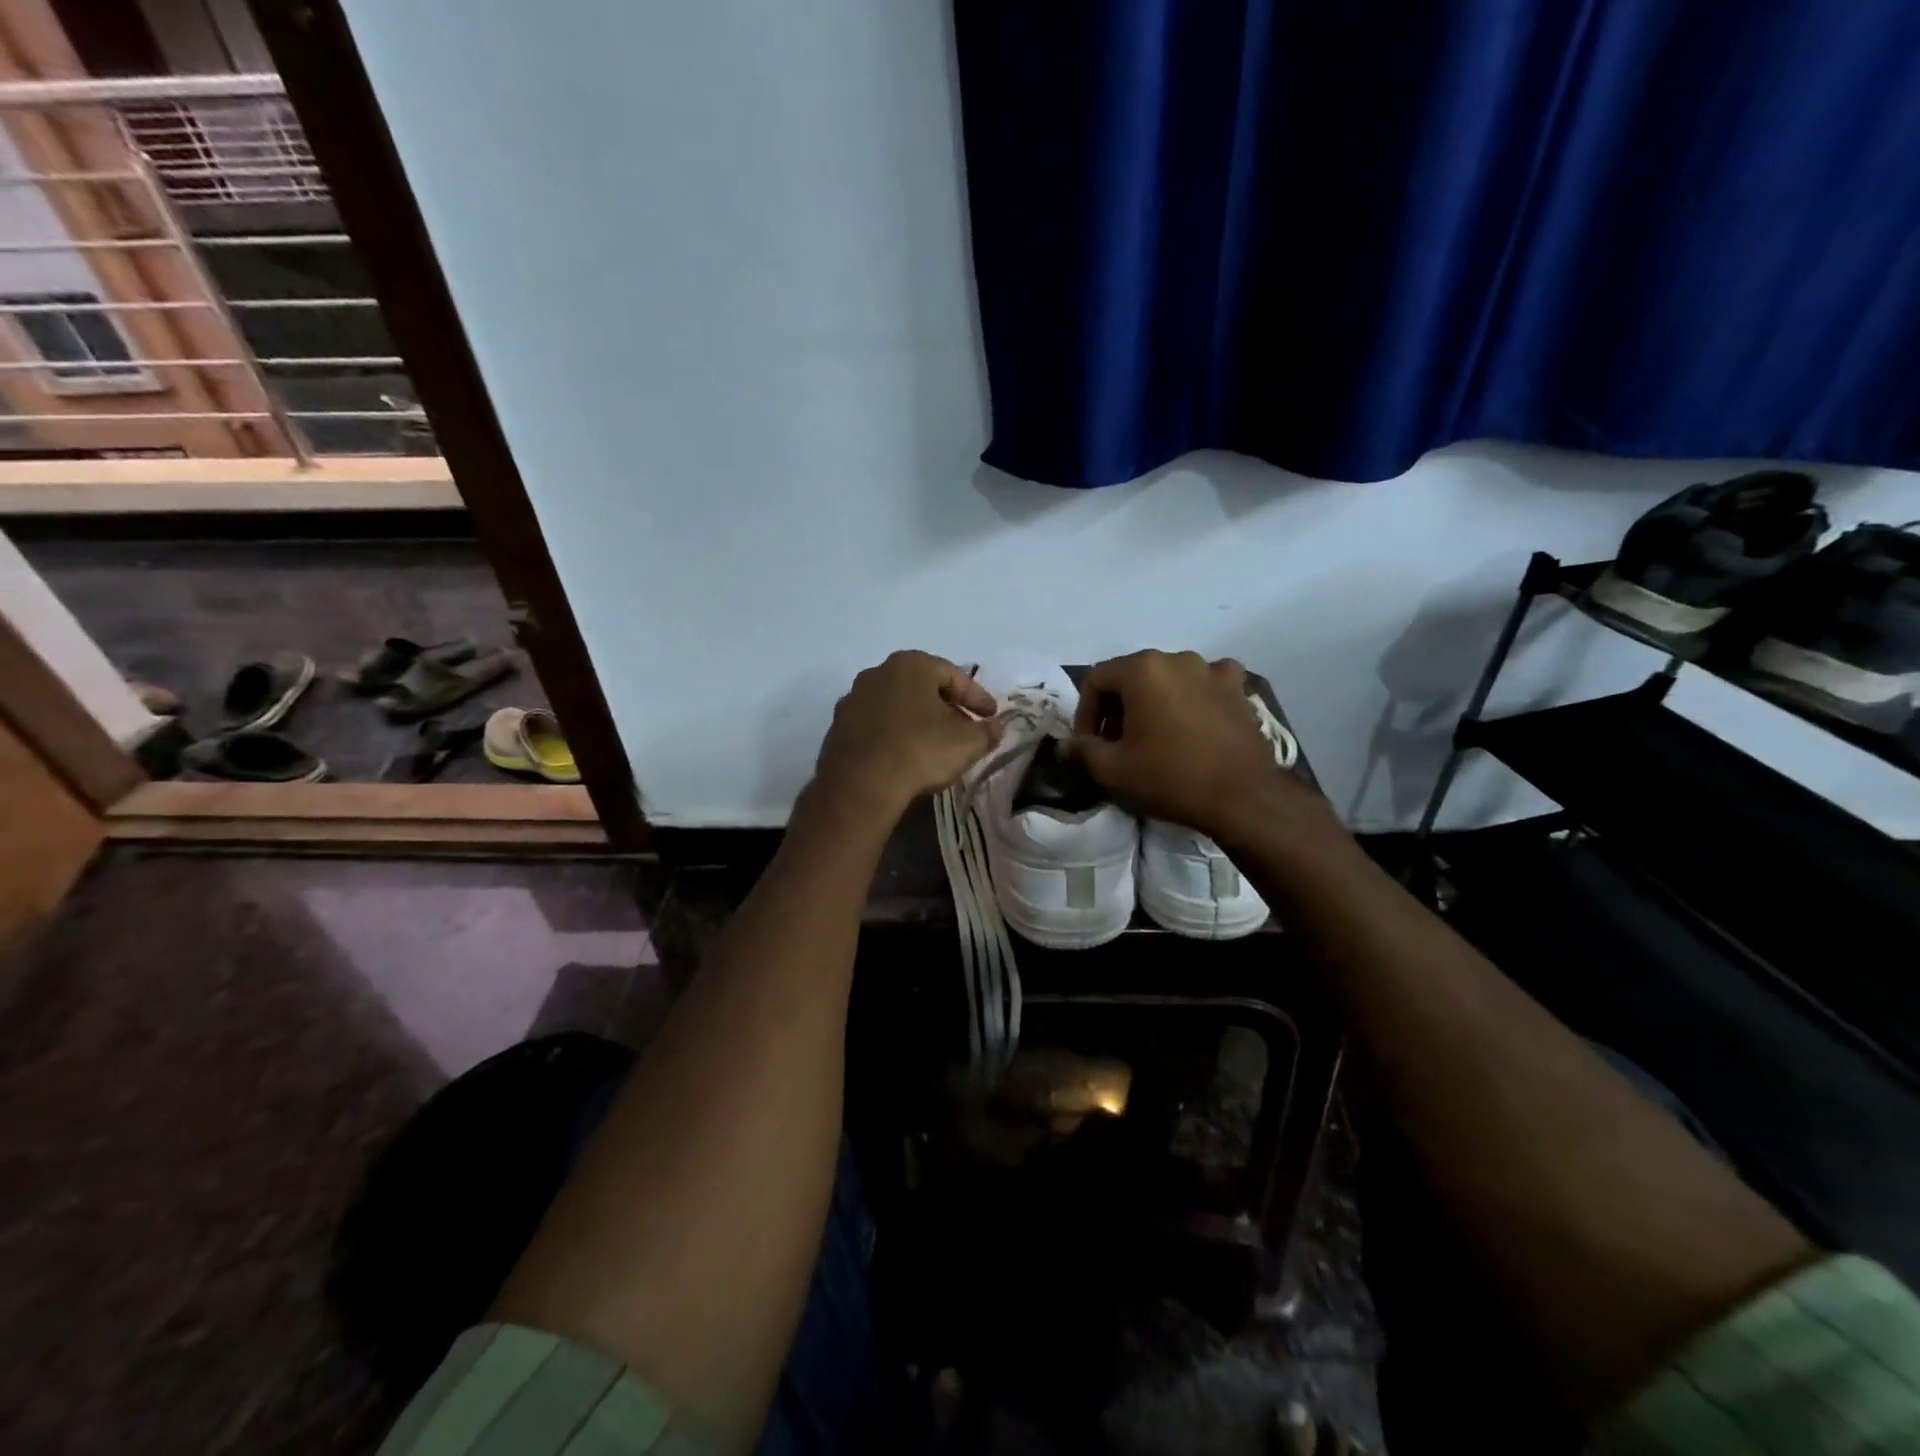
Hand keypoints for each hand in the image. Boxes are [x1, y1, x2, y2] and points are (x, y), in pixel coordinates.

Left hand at [812, 651, 1000, 822]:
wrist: (859, 785)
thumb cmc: (919, 751)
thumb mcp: (967, 743)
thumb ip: (987, 732)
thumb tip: (997, 727)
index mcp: (910, 665)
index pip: (954, 675)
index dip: (977, 697)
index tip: (991, 716)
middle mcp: (877, 673)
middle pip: (922, 687)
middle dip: (946, 707)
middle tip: (965, 728)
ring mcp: (853, 700)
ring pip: (897, 706)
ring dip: (918, 721)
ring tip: (936, 745)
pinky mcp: (838, 728)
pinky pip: (876, 726)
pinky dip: (894, 735)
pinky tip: (905, 757)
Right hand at [1069, 650, 1304, 841]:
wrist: (1242, 797)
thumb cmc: (1169, 777)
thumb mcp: (1111, 770)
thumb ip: (1082, 749)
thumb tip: (1070, 744)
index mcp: (1142, 669)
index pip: (1095, 680)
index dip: (1085, 713)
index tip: (1089, 744)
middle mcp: (1176, 658)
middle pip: (1132, 676)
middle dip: (1118, 708)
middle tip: (1116, 743)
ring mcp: (1212, 670)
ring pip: (1168, 679)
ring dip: (1154, 702)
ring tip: (1154, 735)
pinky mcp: (1238, 689)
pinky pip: (1206, 684)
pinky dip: (1194, 697)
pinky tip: (1194, 720)